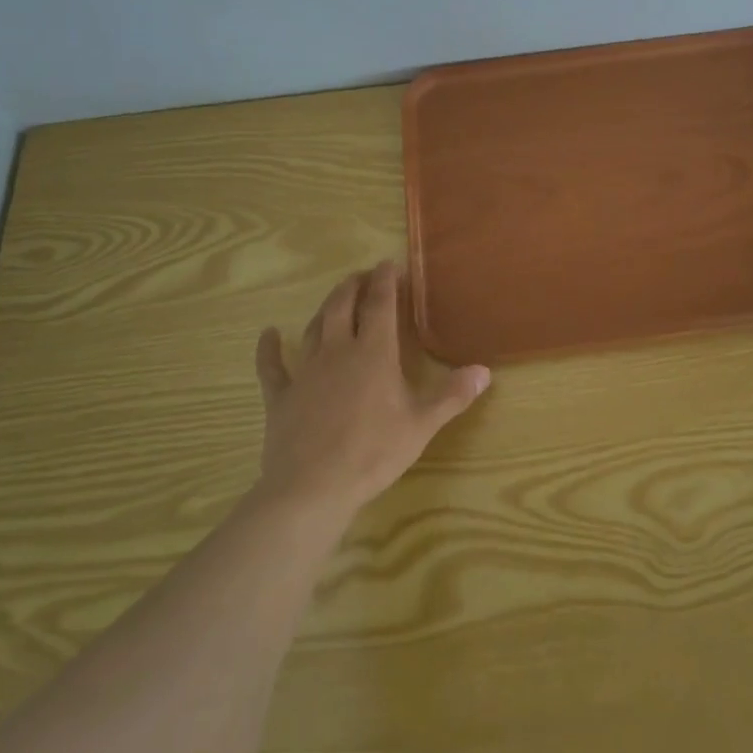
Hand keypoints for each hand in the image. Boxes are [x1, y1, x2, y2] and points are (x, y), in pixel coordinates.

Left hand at [253, 261, 490, 515]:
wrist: (312, 487)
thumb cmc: (373, 452)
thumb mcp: (421, 425)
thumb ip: (452, 395)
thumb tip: (484, 371)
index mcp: (374, 353)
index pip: (380, 304)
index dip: (384, 280)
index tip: (388, 264)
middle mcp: (338, 351)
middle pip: (343, 306)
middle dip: (353, 285)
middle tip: (362, 275)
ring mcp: (305, 371)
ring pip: (314, 327)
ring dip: (325, 308)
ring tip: (334, 298)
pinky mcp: (281, 396)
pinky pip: (272, 366)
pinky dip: (269, 348)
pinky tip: (268, 334)